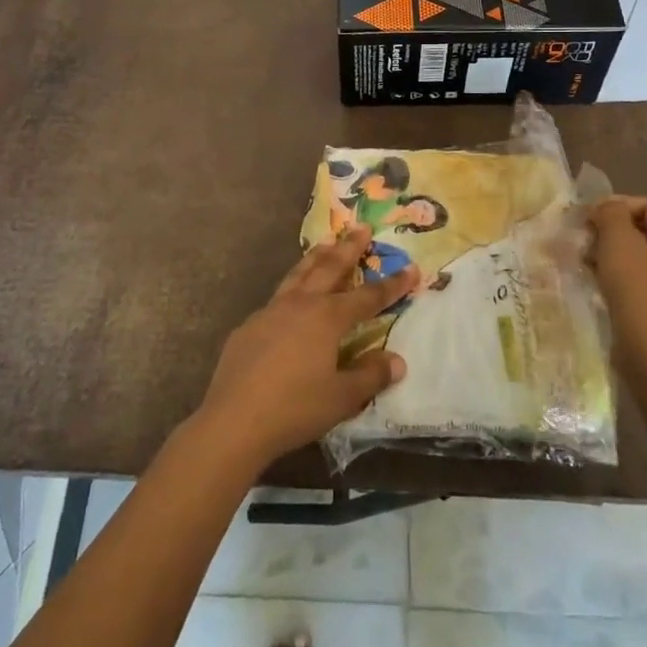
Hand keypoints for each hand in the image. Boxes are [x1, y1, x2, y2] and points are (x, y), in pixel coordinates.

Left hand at [191, 226, 417, 470]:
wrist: (234, 420)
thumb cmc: (295, 408)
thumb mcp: (342, 398)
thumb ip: (371, 376)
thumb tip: (397, 361)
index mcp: (327, 318)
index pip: (368, 297)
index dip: (392, 284)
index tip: (411, 268)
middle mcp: (301, 304)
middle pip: (330, 268)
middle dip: (349, 248)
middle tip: (361, 227)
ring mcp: (271, 311)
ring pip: (299, 274)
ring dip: (316, 257)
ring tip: (326, 243)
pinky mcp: (249, 326)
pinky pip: (277, 299)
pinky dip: (291, 289)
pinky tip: (290, 300)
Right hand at [589, 195, 646, 356]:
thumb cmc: (637, 288)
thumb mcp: (618, 240)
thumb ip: (610, 213)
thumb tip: (606, 209)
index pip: (646, 204)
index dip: (615, 205)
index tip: (588, 218)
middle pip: (643, 230)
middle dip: (611, 231)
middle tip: (585, 241)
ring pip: (640, 255)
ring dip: (612, 254)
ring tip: (588, 263)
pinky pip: (642, 279)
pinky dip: (620, 276)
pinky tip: (601, 284)